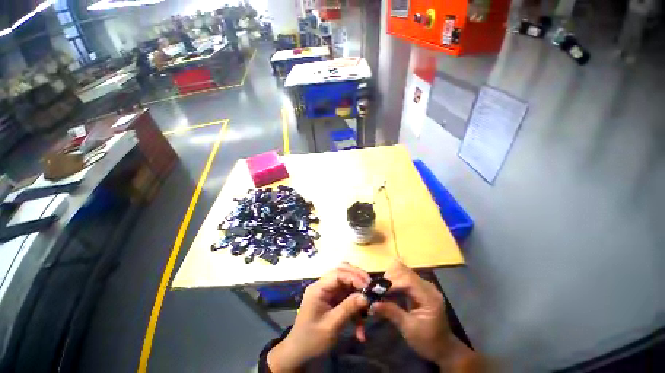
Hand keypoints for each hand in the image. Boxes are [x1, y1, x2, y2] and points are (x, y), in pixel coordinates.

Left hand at [267, 263, 370, 372]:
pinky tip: (361, 328)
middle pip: (343, 272)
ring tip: (368, 307)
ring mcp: (328, 292)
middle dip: (358, 279)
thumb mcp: (331, 326)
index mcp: (318, 288)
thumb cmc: (312, 340)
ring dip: (358, 294)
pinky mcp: (333, 300)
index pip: (338, 274)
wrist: (299, 354)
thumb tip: (366, 296)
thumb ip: (348, 308)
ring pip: (347, 284)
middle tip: (371, 288)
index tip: (369, 287)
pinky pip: (347, 297)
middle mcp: (323, 285)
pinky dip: (355, 309)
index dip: (354, 277)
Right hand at [371, 261, 452, 365]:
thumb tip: (373, 303)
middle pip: (405, 272)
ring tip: (381, 290)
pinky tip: (387, 290)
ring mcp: (424, 285)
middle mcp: (428, 286)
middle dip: (390, 279)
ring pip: (403, 272)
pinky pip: (404, 278)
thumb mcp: (409, 329)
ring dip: (391, 278)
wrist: (443, 348)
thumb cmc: (427, 341)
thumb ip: (392, 313)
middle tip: (377, 290)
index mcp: (429, 297)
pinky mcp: (419, 287)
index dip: (392, 283)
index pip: (408, 281)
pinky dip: (394, 281)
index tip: (377, 290)